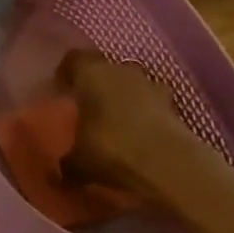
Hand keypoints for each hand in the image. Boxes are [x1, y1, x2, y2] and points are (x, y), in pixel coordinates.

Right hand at [56, 49, 211, 203]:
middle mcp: (120, 70)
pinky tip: (143, 138)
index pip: (73, 59)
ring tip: (118, 123)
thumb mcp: (80, 161)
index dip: (67, 73)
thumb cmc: (113, 148)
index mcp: (90, 71)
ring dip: (126, 99)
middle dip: (98, 85)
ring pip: (132, 85)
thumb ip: (67, 162)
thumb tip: (57, 173)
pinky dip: (148, 117)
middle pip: (105, 69)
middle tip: (90, 108)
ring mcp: (152, 86)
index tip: (63, 90)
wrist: (172, 165)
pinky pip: (154, 106)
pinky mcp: (176, 108)